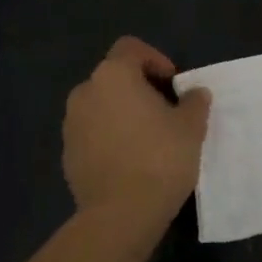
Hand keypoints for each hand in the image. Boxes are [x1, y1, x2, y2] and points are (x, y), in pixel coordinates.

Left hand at [63, 37, 210, 223]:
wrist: (121, 213)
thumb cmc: (160, 158)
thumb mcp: (191, 127)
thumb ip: (194, 102)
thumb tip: (194, 94)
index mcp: (114, 76)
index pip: (130, 48)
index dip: (155, 59)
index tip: (173, 84)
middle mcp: (85, 92)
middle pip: (114, 77)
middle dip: (139, 88)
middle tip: (165, 111)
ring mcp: (71, 124)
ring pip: (101, 106)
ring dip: (122, 113)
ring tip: (148, 138)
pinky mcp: (67, 153)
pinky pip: (92, 133)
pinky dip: (110, 137)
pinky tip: (130, 161)